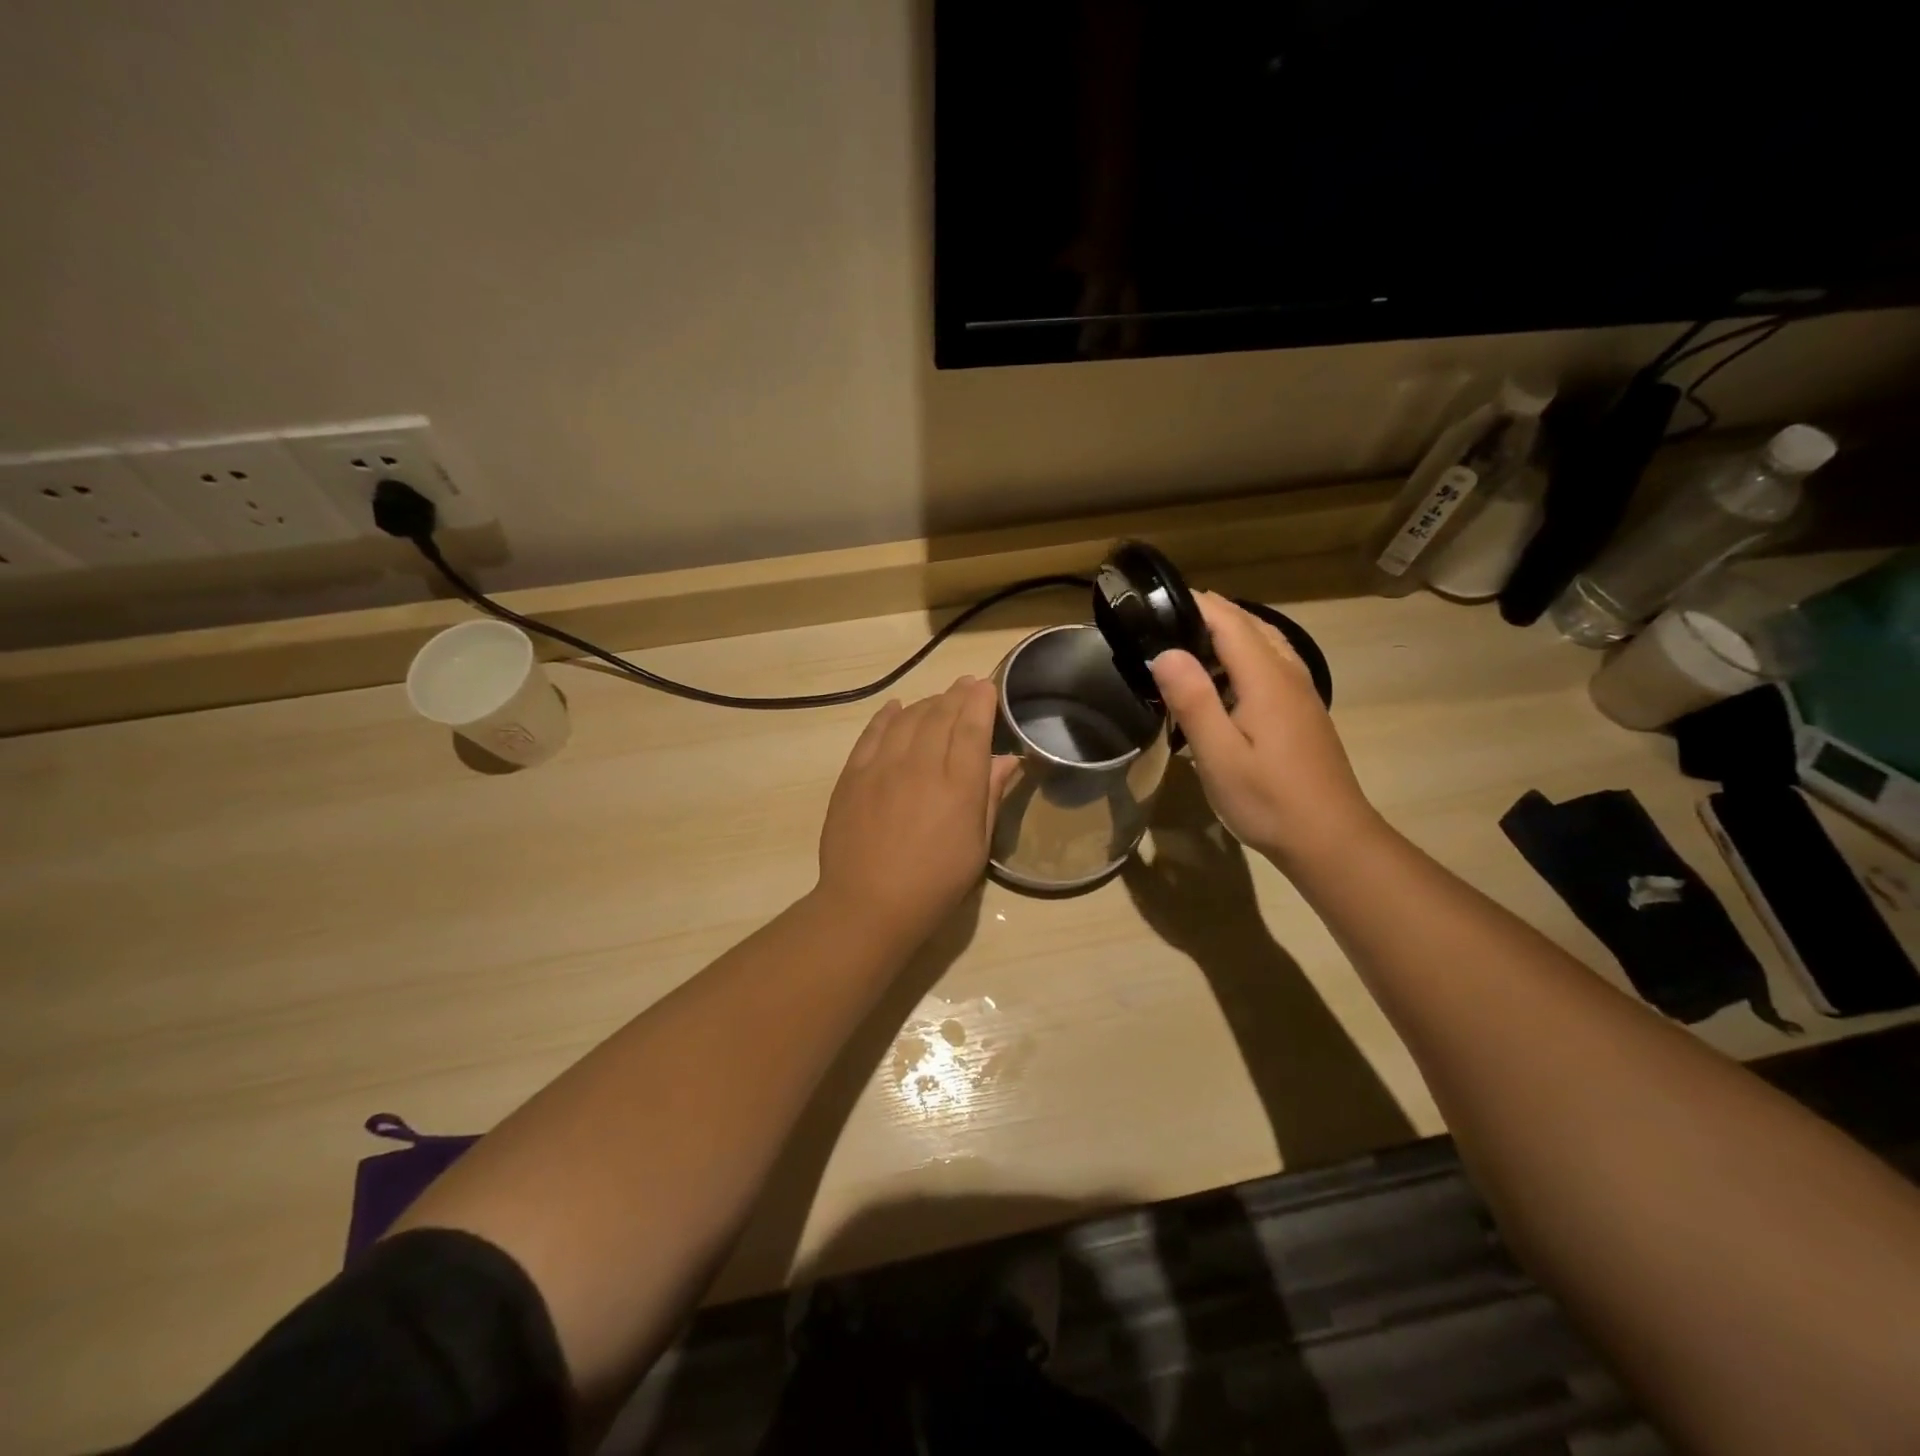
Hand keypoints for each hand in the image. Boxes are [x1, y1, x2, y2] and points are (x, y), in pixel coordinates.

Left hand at [815, 677, 1017, 948]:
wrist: (867, 905)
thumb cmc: (934, 884)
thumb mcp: (976, 847)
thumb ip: (989, 796)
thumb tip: (1007, 759)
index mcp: (957, 785)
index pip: (972, 727)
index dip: (981, 701)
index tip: (987, 686)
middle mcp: (920, 765)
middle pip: (941, 715)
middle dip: (957, 694)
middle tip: (967, 684)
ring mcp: (882, 766)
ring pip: (908, 718)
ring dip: (927, 702)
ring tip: (939, 698)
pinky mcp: (853, 775)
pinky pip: (872, 733)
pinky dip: (887, 715)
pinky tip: (896, 708)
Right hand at [1148, 593, 1379, 868]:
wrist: (1331, 840)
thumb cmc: (1269, 800)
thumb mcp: (1219, 755)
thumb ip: (1193, 700)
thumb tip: (1165, 652)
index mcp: (1267, 678)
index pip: (1229, 621)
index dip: (1195, 603)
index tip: (1156, 599)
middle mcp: (1289, 675)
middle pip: (1250, 626)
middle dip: (1209, 615)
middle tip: (1162, 622)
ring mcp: (1301, 694)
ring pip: (1265, 645)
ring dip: (1228, 635)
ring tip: (1187, 646)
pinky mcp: (1303, 713)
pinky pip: (1271, 665)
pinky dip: (1243, 658)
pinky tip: (1222, 683)